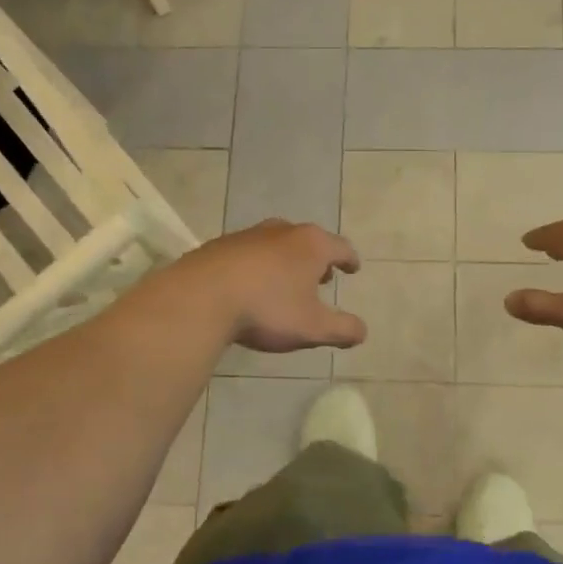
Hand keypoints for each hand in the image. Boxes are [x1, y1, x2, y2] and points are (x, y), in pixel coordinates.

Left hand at [173, 219, 366, 352]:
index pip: (340, 247)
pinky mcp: (219, 245)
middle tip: (321, 277)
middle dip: (317, 258)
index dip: (350, 259)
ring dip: (286, 260)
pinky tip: (251, 285)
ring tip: (286, 281)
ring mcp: (248, 235)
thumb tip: (362, 332)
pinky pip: (248, 253)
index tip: (353, 268)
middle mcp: (282, 231)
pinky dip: (258, 265)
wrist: (200, 297)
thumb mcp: (313, 327)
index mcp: (311, 245)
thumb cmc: (267, 309)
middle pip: (308, 240)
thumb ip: (342, 329)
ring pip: (276, 243)